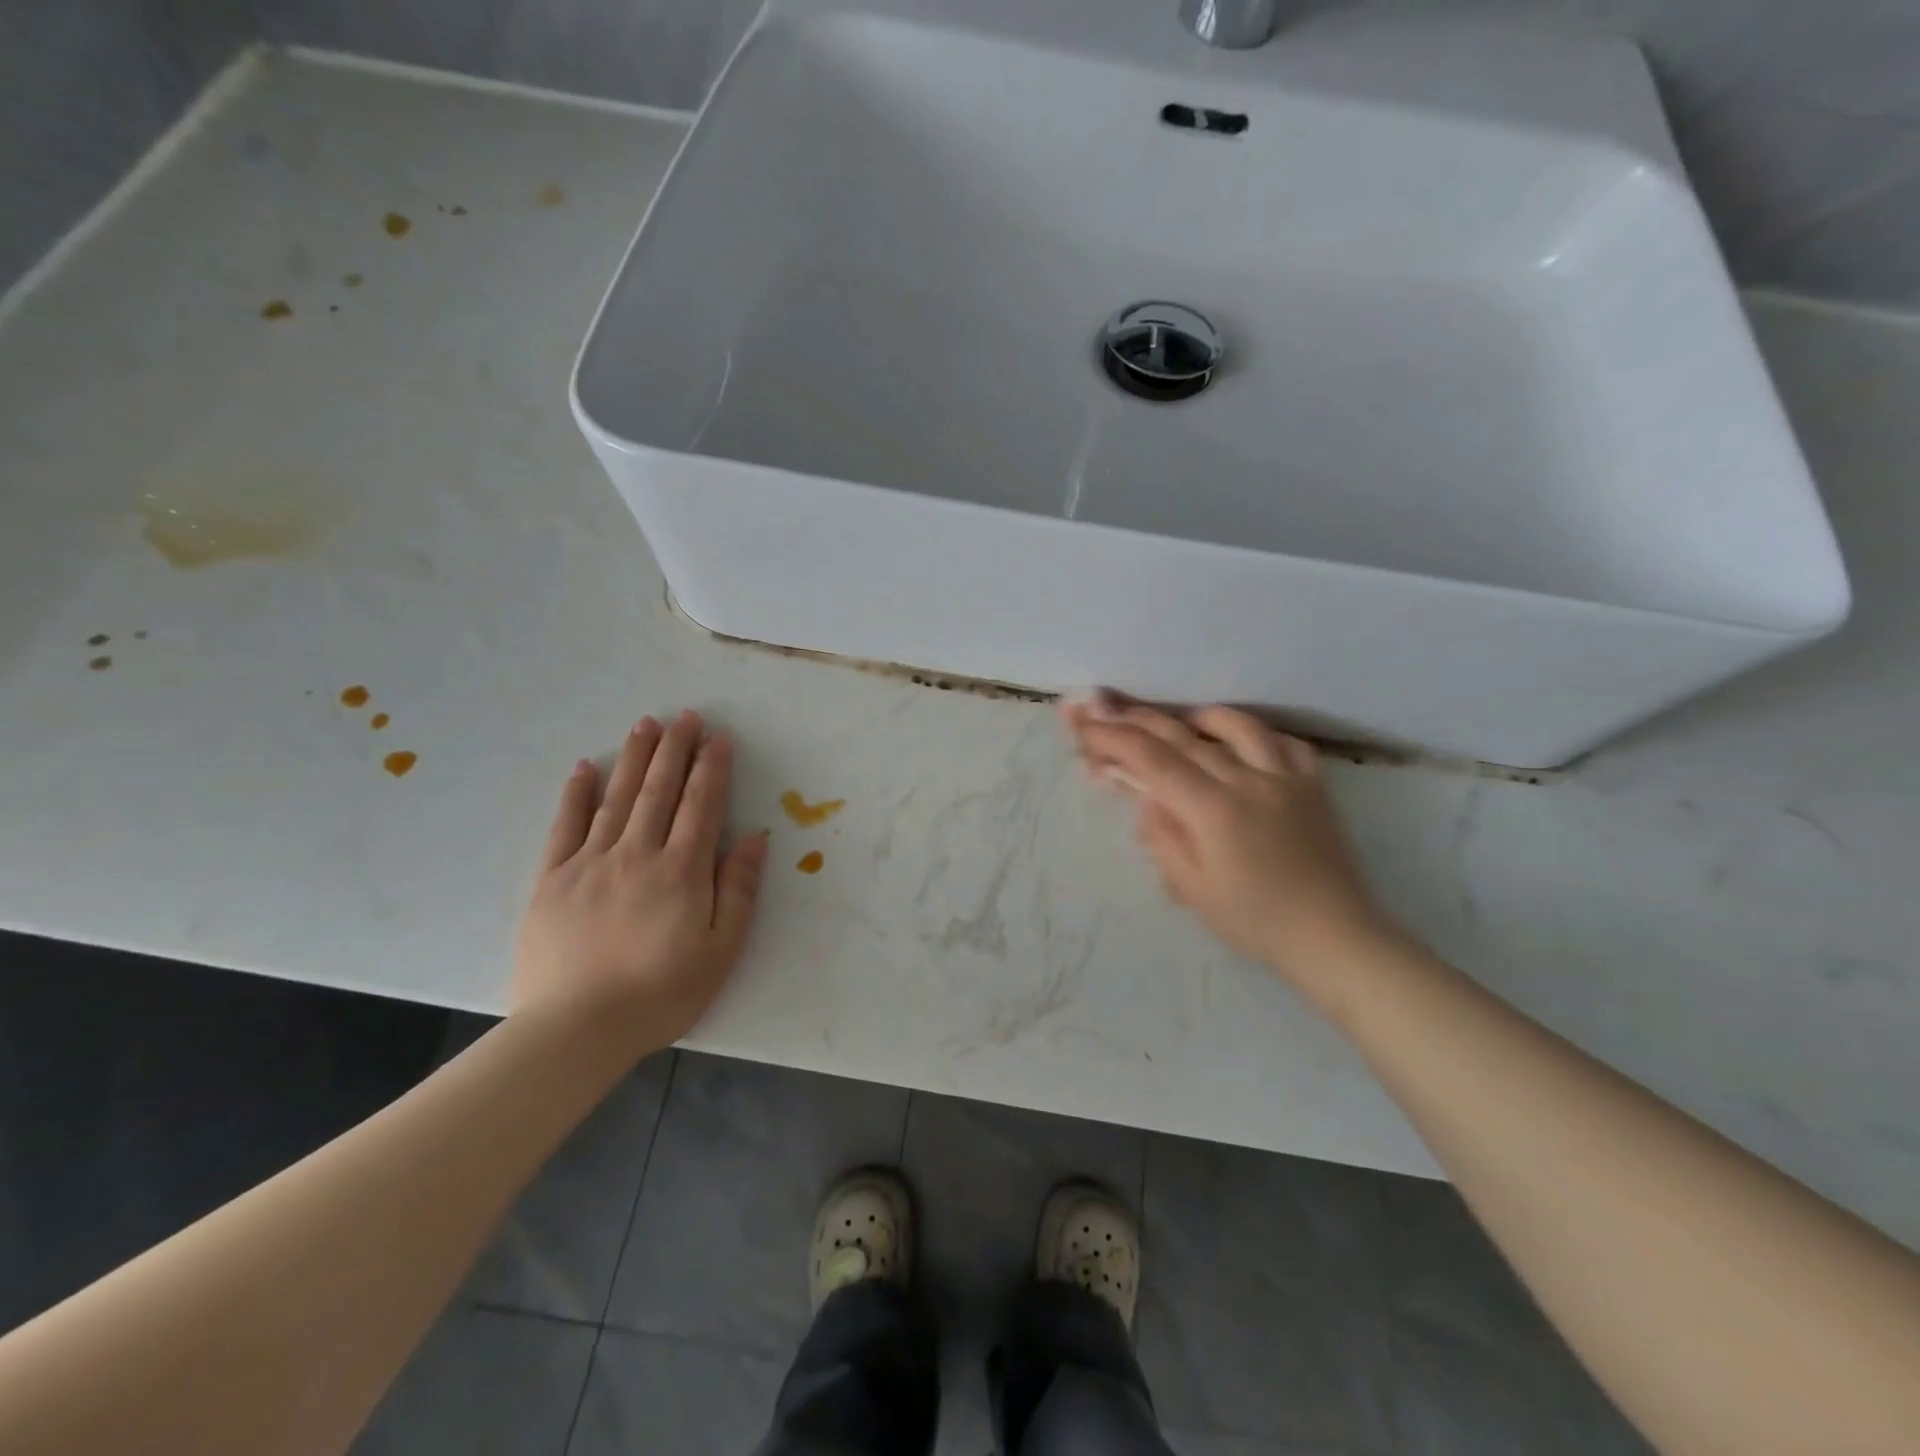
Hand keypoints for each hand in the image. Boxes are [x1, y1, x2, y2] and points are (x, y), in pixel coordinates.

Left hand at [512, 710, 768, 1052]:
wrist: (576, 1030)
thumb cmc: (662, 993)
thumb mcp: (721, 949)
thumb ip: (739, 889)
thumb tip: (756, 837)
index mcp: (682, 871)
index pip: (701, 805)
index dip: (712, 767)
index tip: (719, 737)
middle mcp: (638, 854)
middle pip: (660, 791)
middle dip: (676, 749)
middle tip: (685, 715)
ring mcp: (591, 863)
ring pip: (618, 798)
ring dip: (635, 758)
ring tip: (646, 724)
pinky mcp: (552, 879)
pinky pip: (565, 826)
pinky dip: (577, 794)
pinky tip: (586, 767)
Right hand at [1063, 697, 1390, 996]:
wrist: (1333, 936)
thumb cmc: (1254, 921)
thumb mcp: (1191, 890)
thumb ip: (1162, 837)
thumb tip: (1147, 799)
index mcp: (1212, 808)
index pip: (1152, 759)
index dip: (1112, 738)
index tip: (1084, 727)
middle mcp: (1247, 779)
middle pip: (1183, 735)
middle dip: (1137, 720)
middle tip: (1107, 711)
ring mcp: (1286, 776)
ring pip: (1236, 724)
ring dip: (1196, 718)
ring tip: (1177, 725)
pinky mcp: (1314, 784)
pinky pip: (1283, 741)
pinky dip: (1254, 735)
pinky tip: (1241, 744)